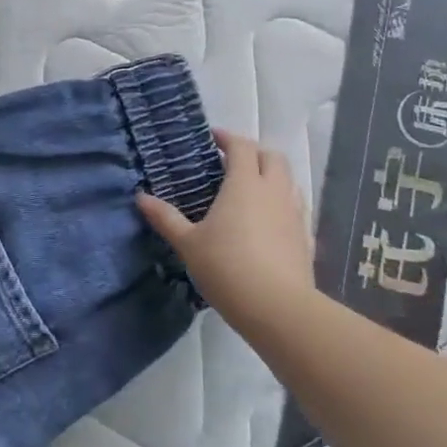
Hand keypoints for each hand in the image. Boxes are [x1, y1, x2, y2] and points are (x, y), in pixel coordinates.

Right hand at [136, 129, 315, 328]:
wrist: (277, 308)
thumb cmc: (226, 267)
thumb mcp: (188, 243)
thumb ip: (165, 217)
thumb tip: (141, 197)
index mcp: (244, 185)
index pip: (242, 147)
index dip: (228, 138)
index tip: (212, 138)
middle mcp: (274, 192)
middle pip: (272, 157)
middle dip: (253, 153)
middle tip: (231, 162)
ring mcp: (294, 214)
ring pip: (289, 182)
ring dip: (271, 177)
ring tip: (249, 190)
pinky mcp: (306, 238)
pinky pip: (295, 209)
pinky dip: (281, 205)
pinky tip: (268, 223)